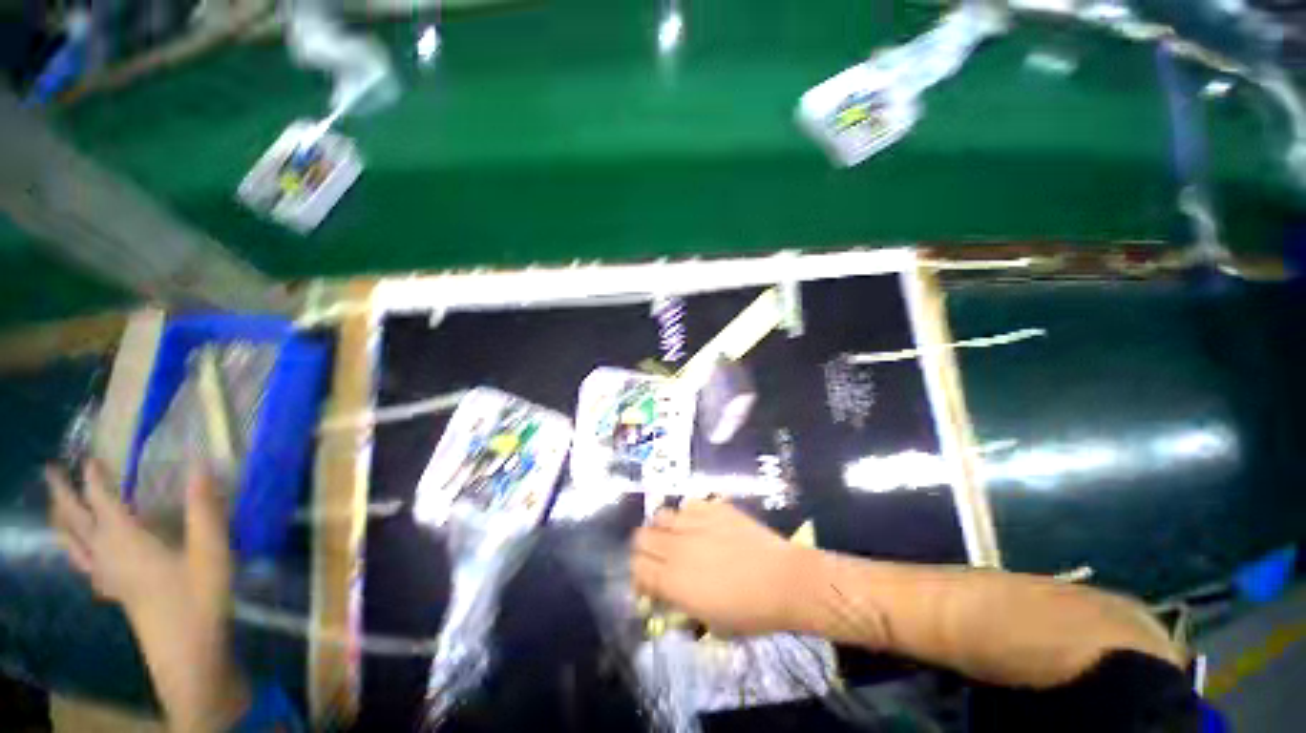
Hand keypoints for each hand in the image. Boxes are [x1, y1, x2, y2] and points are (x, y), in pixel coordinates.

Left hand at [47, 461, 248, 732]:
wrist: (187, 652)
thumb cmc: (198, 598)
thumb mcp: (211, 552)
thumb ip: (204, 509)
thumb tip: (200, 465)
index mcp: (127, 540)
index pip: (103, 501)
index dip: (95, 477)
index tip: (91, 455)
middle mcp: (108, 555)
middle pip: (76, 521)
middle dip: (61, 494)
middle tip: (50, 471)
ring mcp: (109, 578)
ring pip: (74, 546)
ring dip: (62, 523)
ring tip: (55, 508)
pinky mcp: (118, 594)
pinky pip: (87, 567)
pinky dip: (78, 553)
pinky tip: (85, 558)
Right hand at [630, 500, 813, 635]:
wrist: (784, 581)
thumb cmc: (750, 611)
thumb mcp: (710, 621)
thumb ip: (681, 603)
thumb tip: (666, 591)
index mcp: (674, 581)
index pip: (636, 569)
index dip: (638, 575)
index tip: (648, 582)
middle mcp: (677, 547)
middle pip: (641, 538)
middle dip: (645, 549)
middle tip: (660, 558)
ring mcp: (695, 522)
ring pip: (660, 515)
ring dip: (663, 528)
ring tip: (678, 537)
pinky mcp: (713, 507)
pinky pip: (688, 503)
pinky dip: (688, 513)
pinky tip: (700, 523)